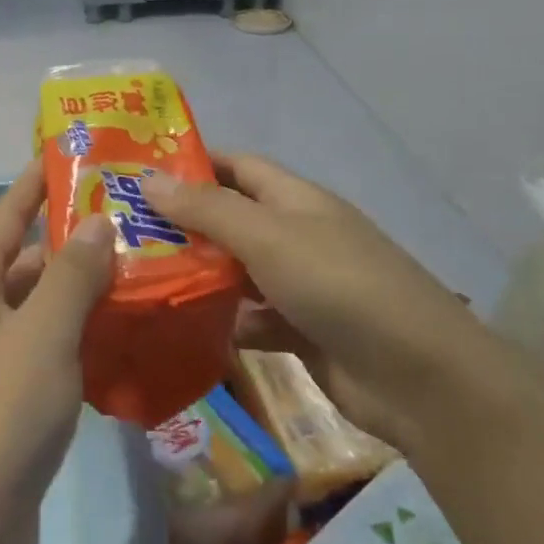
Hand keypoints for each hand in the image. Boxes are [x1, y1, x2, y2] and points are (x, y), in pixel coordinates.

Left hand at [0, 165, 114, 543]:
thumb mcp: (41, 334)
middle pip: (24, 261)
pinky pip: (50, 354)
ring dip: (83, 291)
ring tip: (140, 269)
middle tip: (130, 218)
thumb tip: (96, 221)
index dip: (34, 183)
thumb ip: (71, 274)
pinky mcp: (9, 408)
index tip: (71, 154)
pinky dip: (82, 339)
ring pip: (42, 309)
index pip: (4, 216)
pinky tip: (125, 338)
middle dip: (72, 238)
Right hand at [143, 154, 481, 451]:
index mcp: (294, 200)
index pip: (236, 166)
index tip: (139, 172)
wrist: (420, 378)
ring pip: (236, 272)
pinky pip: (250, 319)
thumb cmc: (340, 285)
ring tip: (136, 278)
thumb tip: (147, 179)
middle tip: (122, 232)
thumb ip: (207, 209)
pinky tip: (180, 329)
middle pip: (231, 219)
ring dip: (196, 274)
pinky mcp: (300, 333)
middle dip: (182, 223)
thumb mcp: (268, 237)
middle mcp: (295, 236)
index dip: (192, 164)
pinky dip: (221, 322)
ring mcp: (299, 286)